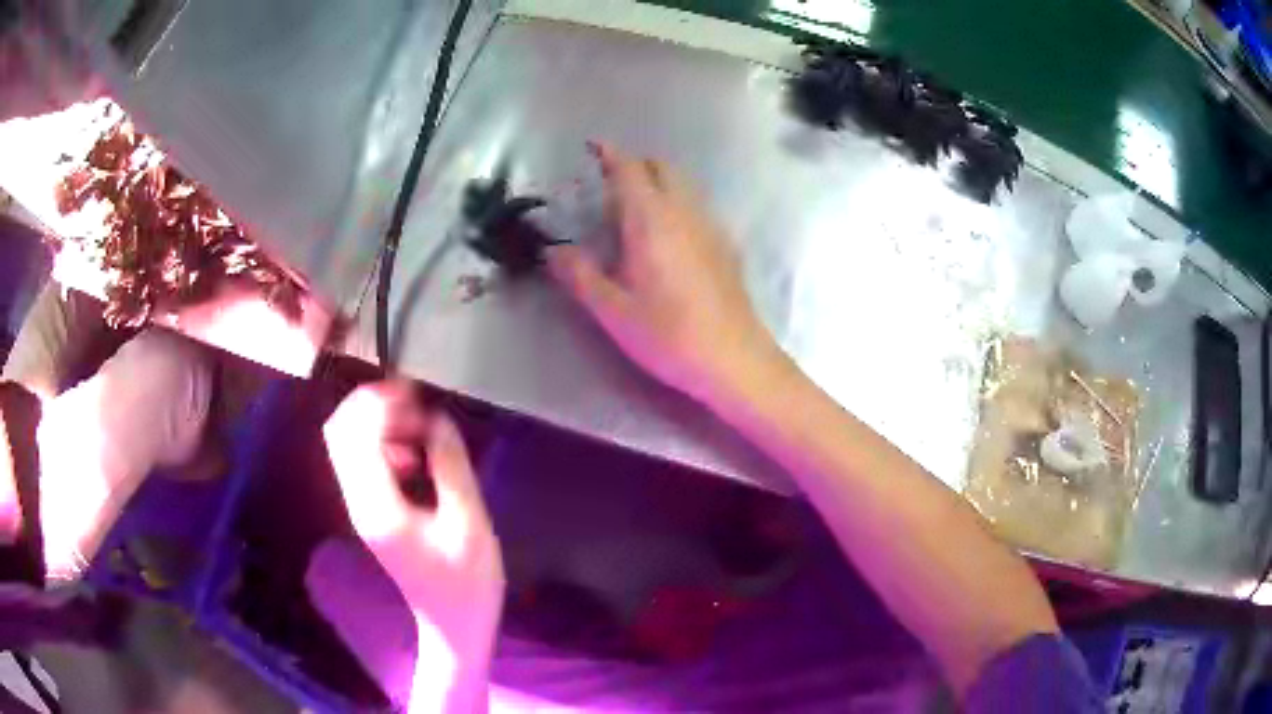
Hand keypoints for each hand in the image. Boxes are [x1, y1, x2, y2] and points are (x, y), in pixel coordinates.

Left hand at [323, 381, 502, 709]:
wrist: (453, 622)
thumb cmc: (467, 580)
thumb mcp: (469, 522)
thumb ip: (450, 466)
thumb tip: (438, 418)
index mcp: (378, 507)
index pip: (354, 436)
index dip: (378, 403)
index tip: (416, 392)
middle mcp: (358, 501)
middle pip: (339, 433)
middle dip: (371, 405)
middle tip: (416, 401)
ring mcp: (360, 506)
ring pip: (347, 443)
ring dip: (378, 423)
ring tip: (421, 426)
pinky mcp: (369, 510)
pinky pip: (362, 460)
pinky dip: (383, 443)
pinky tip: (415, 455)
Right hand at [548, 143, 783, 405]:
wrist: (735, 359)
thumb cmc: (669, 335)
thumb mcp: (613, 311)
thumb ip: (579, 275)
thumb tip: (553, 252)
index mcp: (651, 220)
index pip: (629, 169)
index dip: (609, 154)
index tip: (592, 147)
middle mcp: (684, 212)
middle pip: (661, 167)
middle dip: (635, 165)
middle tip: (609, 187)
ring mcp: (711, 225)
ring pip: (684, 184)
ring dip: (658, 182)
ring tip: (635, 212)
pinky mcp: (726, 244)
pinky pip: (697, 205)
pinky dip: (677, 202)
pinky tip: (667, 238)